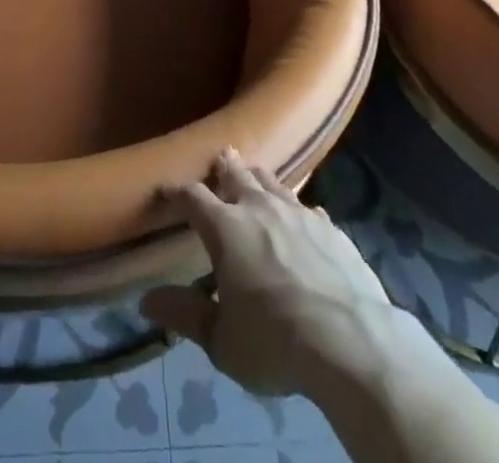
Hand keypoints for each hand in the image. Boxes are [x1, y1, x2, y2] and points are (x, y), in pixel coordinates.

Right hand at [141, 150, 397, 399]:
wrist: (351, 340)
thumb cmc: (276, 340)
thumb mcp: (222, 340)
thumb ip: (185, 315)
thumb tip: (147, 299)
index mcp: (226, 228)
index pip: (193, 197)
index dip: (177, 191)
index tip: (167, 189)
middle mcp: (259, 207)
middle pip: (236, 174)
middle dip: (224, 166)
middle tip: (220, 157)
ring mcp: (298, 212)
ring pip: (273, 182)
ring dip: (259, 178)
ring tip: (255, 175)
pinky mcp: (331, 227)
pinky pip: (308, 207)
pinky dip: (298, 208)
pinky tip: (302, 215)